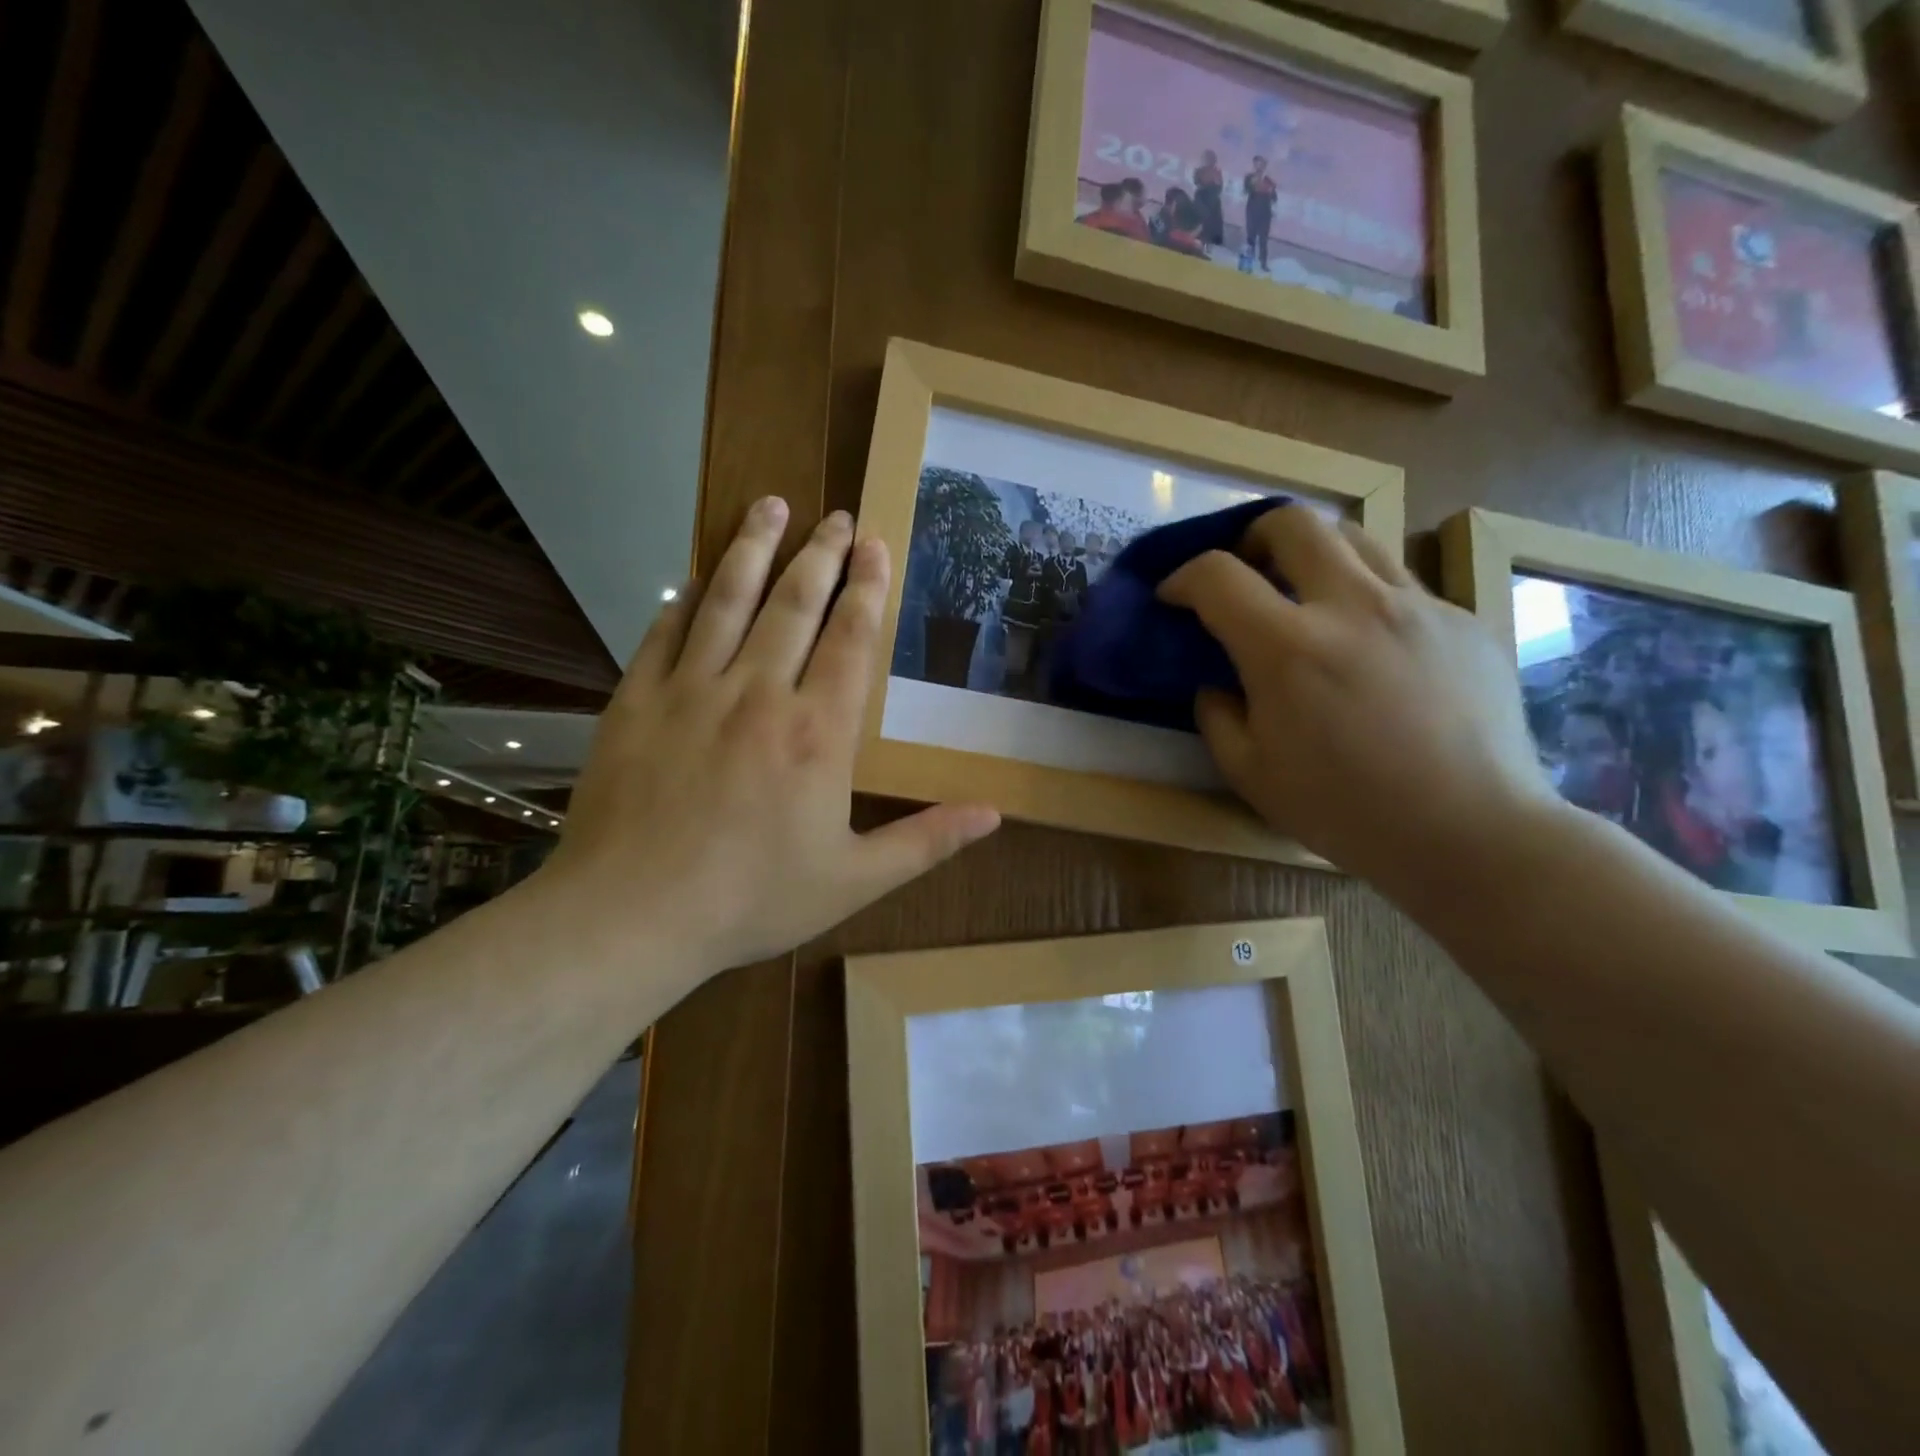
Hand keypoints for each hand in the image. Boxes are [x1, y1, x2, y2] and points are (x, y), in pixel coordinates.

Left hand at [543, 497, 999, 970]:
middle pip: (794, 604)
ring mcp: (691, 691)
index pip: (850, 639)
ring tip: (770, 506)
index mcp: (818, 733)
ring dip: (753, 549)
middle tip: (836, 516)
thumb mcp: (854, 880)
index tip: (875, 545)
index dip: (867, 588)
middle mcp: (758, 694)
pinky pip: (663, 634)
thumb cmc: (752, 900)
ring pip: (728, 601)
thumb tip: (994, 815)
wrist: (631, 916)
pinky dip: (683, 601)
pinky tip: (694, 578)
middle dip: (820, 554)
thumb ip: (926, 841)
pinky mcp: (636, 701)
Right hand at [1159, 505, 1556, 891]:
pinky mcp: (1461, 620)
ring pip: (1355, 536)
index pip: (1218, 576)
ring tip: (1306, 592)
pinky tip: (1369, 642)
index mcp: (1288, 649)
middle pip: (1292, 522)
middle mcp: (1351, 606)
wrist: (1470, 832)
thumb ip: (1218, 716)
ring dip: (1313, 552)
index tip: (1174, 596)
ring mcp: (1416, 606)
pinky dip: (1365, 594)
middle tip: (1245, 571)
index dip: (1183, 577)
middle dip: (1252, 537)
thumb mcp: (1251, 774)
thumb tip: (1217, 683)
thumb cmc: (1346, 811)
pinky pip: (1401, 582)